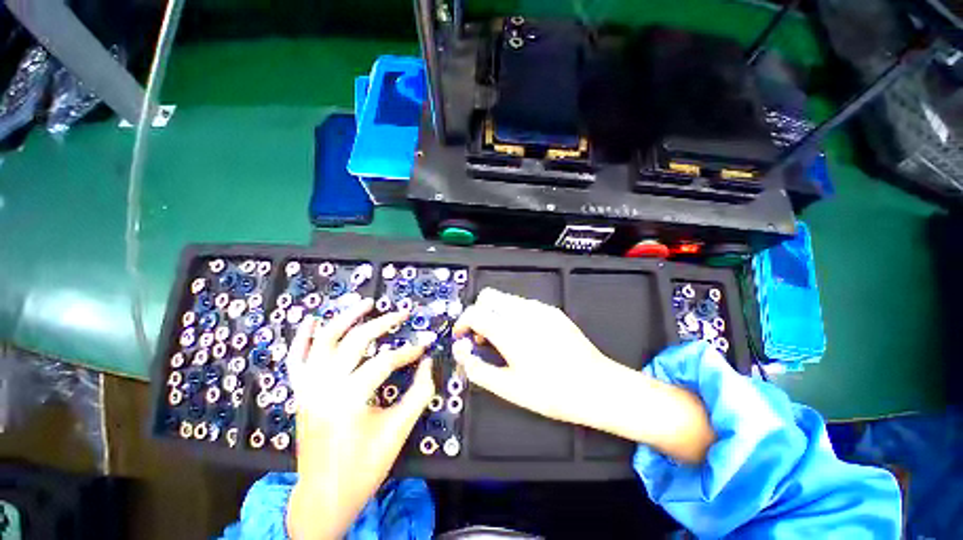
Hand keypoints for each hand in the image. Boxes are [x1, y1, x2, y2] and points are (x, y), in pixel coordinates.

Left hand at [285, 300, 434, 539]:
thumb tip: (428, 362)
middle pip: (356, 341)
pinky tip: (311, 319)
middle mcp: (324, 386)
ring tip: (366, 302)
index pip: (387, 360)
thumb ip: (419, 392)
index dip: (411, 349)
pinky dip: (302, 337)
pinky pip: (295, 359)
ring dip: (345, 317)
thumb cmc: (364, 467)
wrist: (324, 496)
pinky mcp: (299, 393)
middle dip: (383, 323)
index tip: (427, 343)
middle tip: (401, 313)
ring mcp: (307, 387)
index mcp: (349, 398)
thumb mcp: (398, 430)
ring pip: (324, 340)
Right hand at [452, 288, 714, 463]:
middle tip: (481, 337)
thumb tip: (462, 353)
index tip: (463, 336)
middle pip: (488, 296)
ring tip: (502, 339)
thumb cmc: (553, 392)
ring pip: (505, 299)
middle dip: (478, 313)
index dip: (463, 323)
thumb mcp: (509, 389)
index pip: (475, 312)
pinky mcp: (552, 311)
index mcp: (510, 332)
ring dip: (495, 313)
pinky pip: (523, 304)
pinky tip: (522, 337)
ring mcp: (540, 309)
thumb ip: (478, 369)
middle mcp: (524, 314)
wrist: (597, 387)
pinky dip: (512, 314)